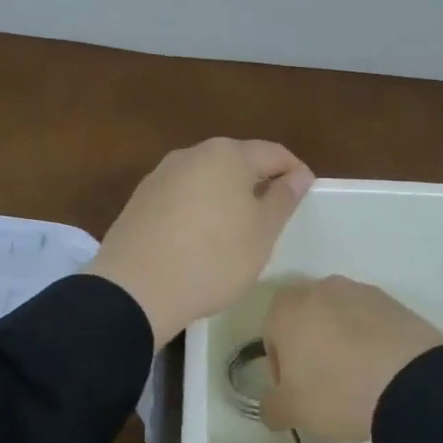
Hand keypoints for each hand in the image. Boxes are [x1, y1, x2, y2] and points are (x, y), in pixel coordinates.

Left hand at [84, 138, 313, 348]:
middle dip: (258, 182)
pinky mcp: (141, 198)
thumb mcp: (261, 233)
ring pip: (206, 177)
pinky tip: (199, 239)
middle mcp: (192, 153)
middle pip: (237, 160)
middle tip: (273, 216)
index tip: (306, 195)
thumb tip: (298, 175)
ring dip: (226, 196)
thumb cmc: (213, 258)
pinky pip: (181, 195)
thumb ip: (283, 198)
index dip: (294, 172)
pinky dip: (198, 208)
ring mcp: (161, 174)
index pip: (273, 153)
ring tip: (236, 230)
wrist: (135, 289)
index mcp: (227, 154)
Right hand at [261, 276, 442, 441]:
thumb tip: (271, 405)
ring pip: (339, 318)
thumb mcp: (292, 411)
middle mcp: (319, 288)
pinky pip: (370, 321)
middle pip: (305, 320)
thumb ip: (271, 406)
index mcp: (286, 307)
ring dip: (341, 342)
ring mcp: (359, 290)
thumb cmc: (336, 390)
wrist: (410, 381)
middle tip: (325, 386)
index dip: (281, 367)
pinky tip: (381, 370)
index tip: (296, 392)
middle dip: (310, 348)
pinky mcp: (392, 301)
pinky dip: (370, 340)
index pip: (271, 335)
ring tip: (358, 379)